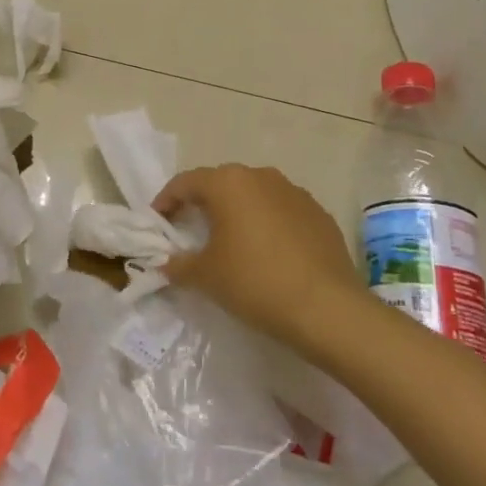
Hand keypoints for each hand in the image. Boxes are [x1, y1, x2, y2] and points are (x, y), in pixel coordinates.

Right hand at [154, 164, 365, 347]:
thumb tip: (165, 263)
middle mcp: (260, 176)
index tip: (157, 223)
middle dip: (202, 204)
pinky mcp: (319, 214)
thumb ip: (178, 264)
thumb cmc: (255, 282)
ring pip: (254, 196)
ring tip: (230, 243)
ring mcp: (294, 192)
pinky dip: (267, 225)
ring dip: (237, 213)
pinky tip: (267, 254)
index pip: (185, 183)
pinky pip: (281, 212)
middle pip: (220, 184)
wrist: (328, 309)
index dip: (166, 201)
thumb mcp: (206, 276)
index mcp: (228, 183)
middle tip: (190, 231)